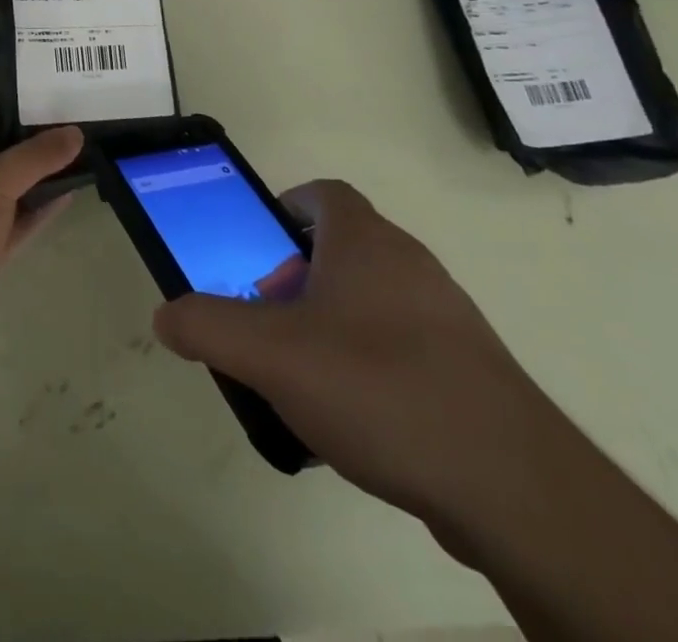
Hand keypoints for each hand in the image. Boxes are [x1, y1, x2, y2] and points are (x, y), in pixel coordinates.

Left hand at [0, 109, 82, 354]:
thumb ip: (36, 157)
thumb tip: (74, 132)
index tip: (20, 102)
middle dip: (17, 143)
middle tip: (59, 124)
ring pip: (4, 190)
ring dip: (33, 178)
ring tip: (72, 156)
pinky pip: (15, 223)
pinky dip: (38, 210)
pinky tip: (68, 195)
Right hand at [152, 180, 570, 534]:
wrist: (511, 484)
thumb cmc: (379, 387)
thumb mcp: (271, 356)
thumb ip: (208, 327)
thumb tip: (166, 315)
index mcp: (365, 240)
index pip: (322, 193)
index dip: (283, 209)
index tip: (257, 251)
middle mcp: (409, 262)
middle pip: (340, 249)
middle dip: (295, 278)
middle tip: (267, 323)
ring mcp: (445, 315)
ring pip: (370, 301)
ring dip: (330, 325)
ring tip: (302, 380)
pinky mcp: (467, 368)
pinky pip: (401, 348)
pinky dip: (369, 367)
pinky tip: (355, 422)